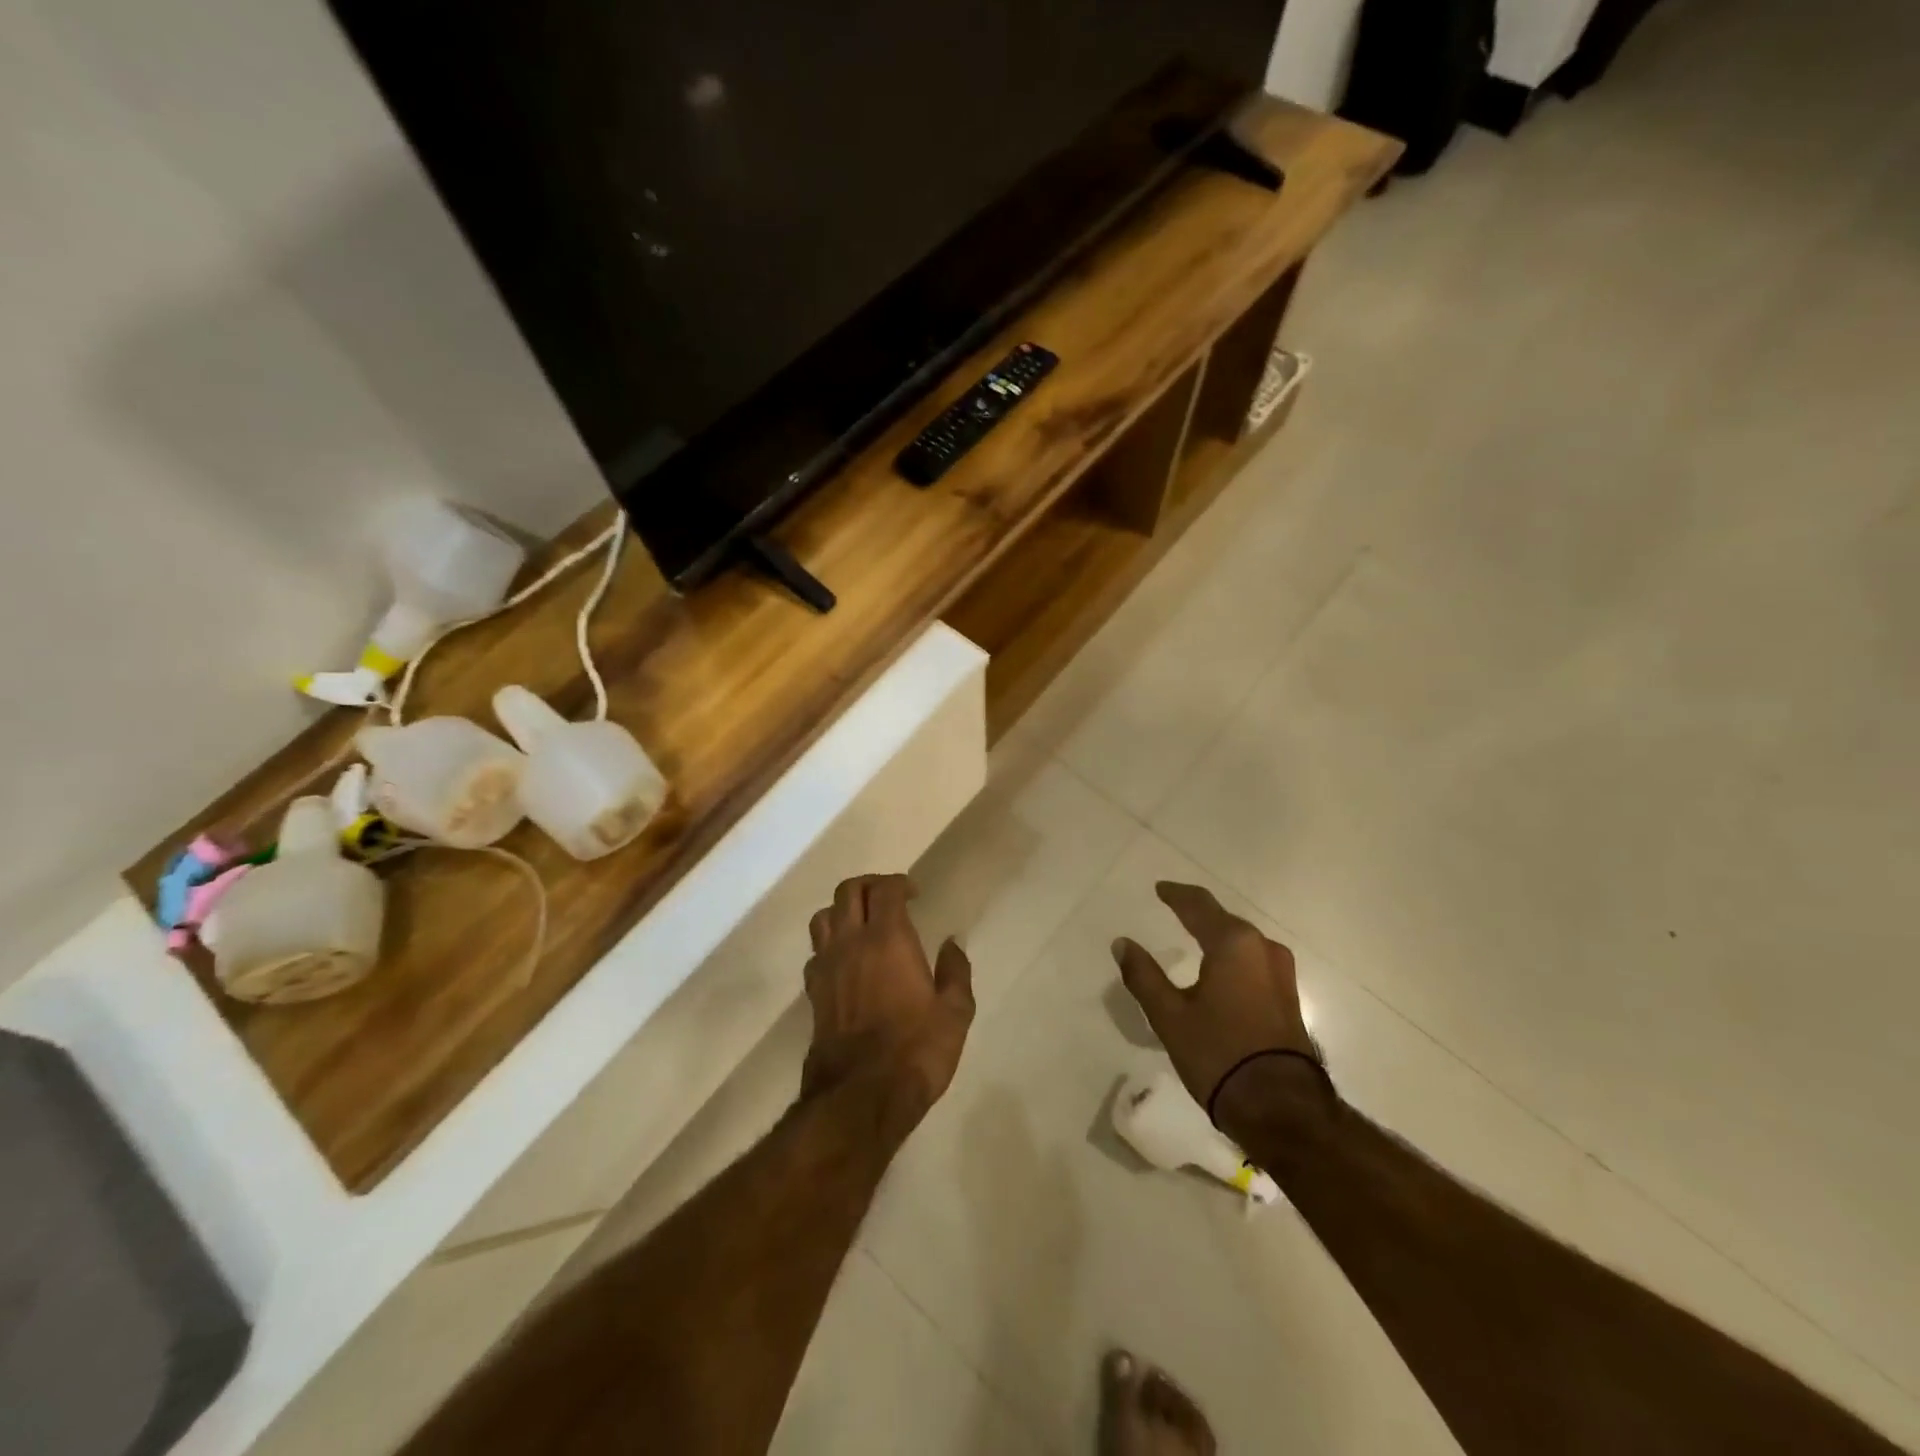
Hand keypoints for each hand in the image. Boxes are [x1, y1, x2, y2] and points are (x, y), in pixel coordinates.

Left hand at [802, 875, 974, 1129]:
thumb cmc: (916, 1050)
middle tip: (888, 898)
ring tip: (861, 923)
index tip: (914, 893)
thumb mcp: (955, 1013)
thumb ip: (955, 972)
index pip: (885, 889)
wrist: (860, 1097)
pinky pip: (815, 952)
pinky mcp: (813, 993)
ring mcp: (826, 967)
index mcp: (888, 939)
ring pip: (823, 917)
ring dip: (842, 910)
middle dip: (869, 885)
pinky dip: (829, 944)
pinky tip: (845, 961)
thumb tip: (952, 944)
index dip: (899, 883)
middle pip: (848, 892)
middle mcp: (851, 943)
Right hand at [1112, 882, 1319, 1118]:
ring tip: (1195, 933)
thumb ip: (1143, 975)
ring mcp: (1281, 973)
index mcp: (1233, 944)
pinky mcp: (1288, 997)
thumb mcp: (1169, 1016)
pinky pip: (1254, 960)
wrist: (1281, 1108)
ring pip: (1242, 940)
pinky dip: (1232, 954)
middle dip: (1198, 912)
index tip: (1160, 888)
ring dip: (1218, 933)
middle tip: (1174, 907)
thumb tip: (1121, 943)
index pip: (1199, 906)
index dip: (1176, 894)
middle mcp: (1262, 948)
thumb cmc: (1218, 1054)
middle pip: (1224, 919)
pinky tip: (1221, 966)